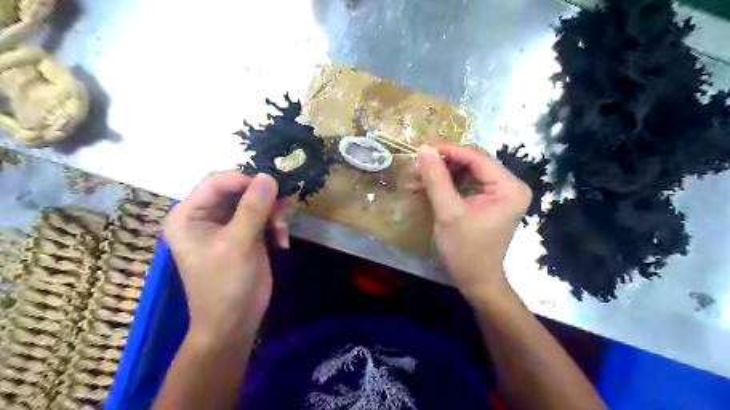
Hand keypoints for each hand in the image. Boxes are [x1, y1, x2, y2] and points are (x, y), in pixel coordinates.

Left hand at [164, 171, 289, 340]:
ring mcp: (227, 225)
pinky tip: (282, 242)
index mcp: (188, 215)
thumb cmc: (226, 286)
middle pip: (239, 189)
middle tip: (282, 214)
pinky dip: (276, 225)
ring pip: (255, 201)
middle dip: (264, 200)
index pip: (217, 182)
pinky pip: (263, 216)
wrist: (235, 323)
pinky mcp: (245, 234)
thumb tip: (268, 176)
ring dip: (273, 213)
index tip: (273, 189)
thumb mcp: (238, 245)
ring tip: (282, 232)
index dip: (245, 180)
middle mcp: (205, 215)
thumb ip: (253, 208)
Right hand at [417, 146, 530, 299]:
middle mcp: (510, 186)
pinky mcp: (491, 201)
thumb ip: (436, 179)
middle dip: (444, 163)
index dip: (449, 150)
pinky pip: (467, 184)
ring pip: (468, 172)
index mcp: (509, 187)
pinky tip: (427, 187)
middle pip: (473, 163)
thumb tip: (424, 149)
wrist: (476, 280)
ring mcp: (501, 193)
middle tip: (418, 164)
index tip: (423, 148)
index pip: (477, 158)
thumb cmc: (465, 249)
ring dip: (442, 174)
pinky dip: (448, 185)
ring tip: (417, 177)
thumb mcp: (448, 212)